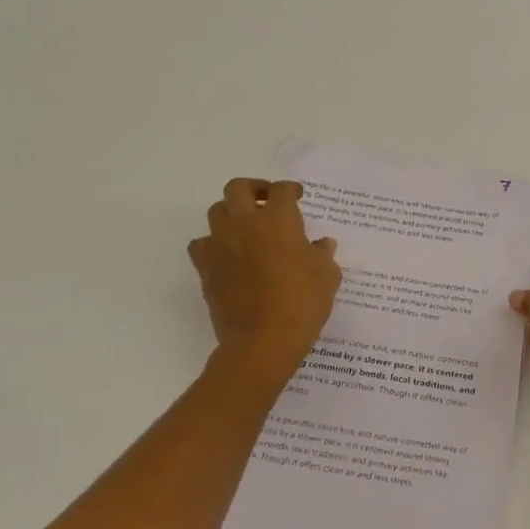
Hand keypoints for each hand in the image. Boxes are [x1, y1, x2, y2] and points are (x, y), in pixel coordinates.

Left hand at [189, 179, 340, 378]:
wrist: (263, 341)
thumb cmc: (302, 303)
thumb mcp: (327, 276)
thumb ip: (323, 254)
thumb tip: (321, 244)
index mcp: (278, 219)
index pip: (282, 191)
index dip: (291, 190)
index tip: (297, 196)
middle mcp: (245, 223)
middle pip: (239, 188)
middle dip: (254, 188)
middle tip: (266, 201)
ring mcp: (221, 244)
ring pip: (216, 211)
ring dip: (231, 213)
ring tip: (246, 227)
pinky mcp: (205, 267)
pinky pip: (202, 244)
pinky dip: (213, 243)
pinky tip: (226, 255)